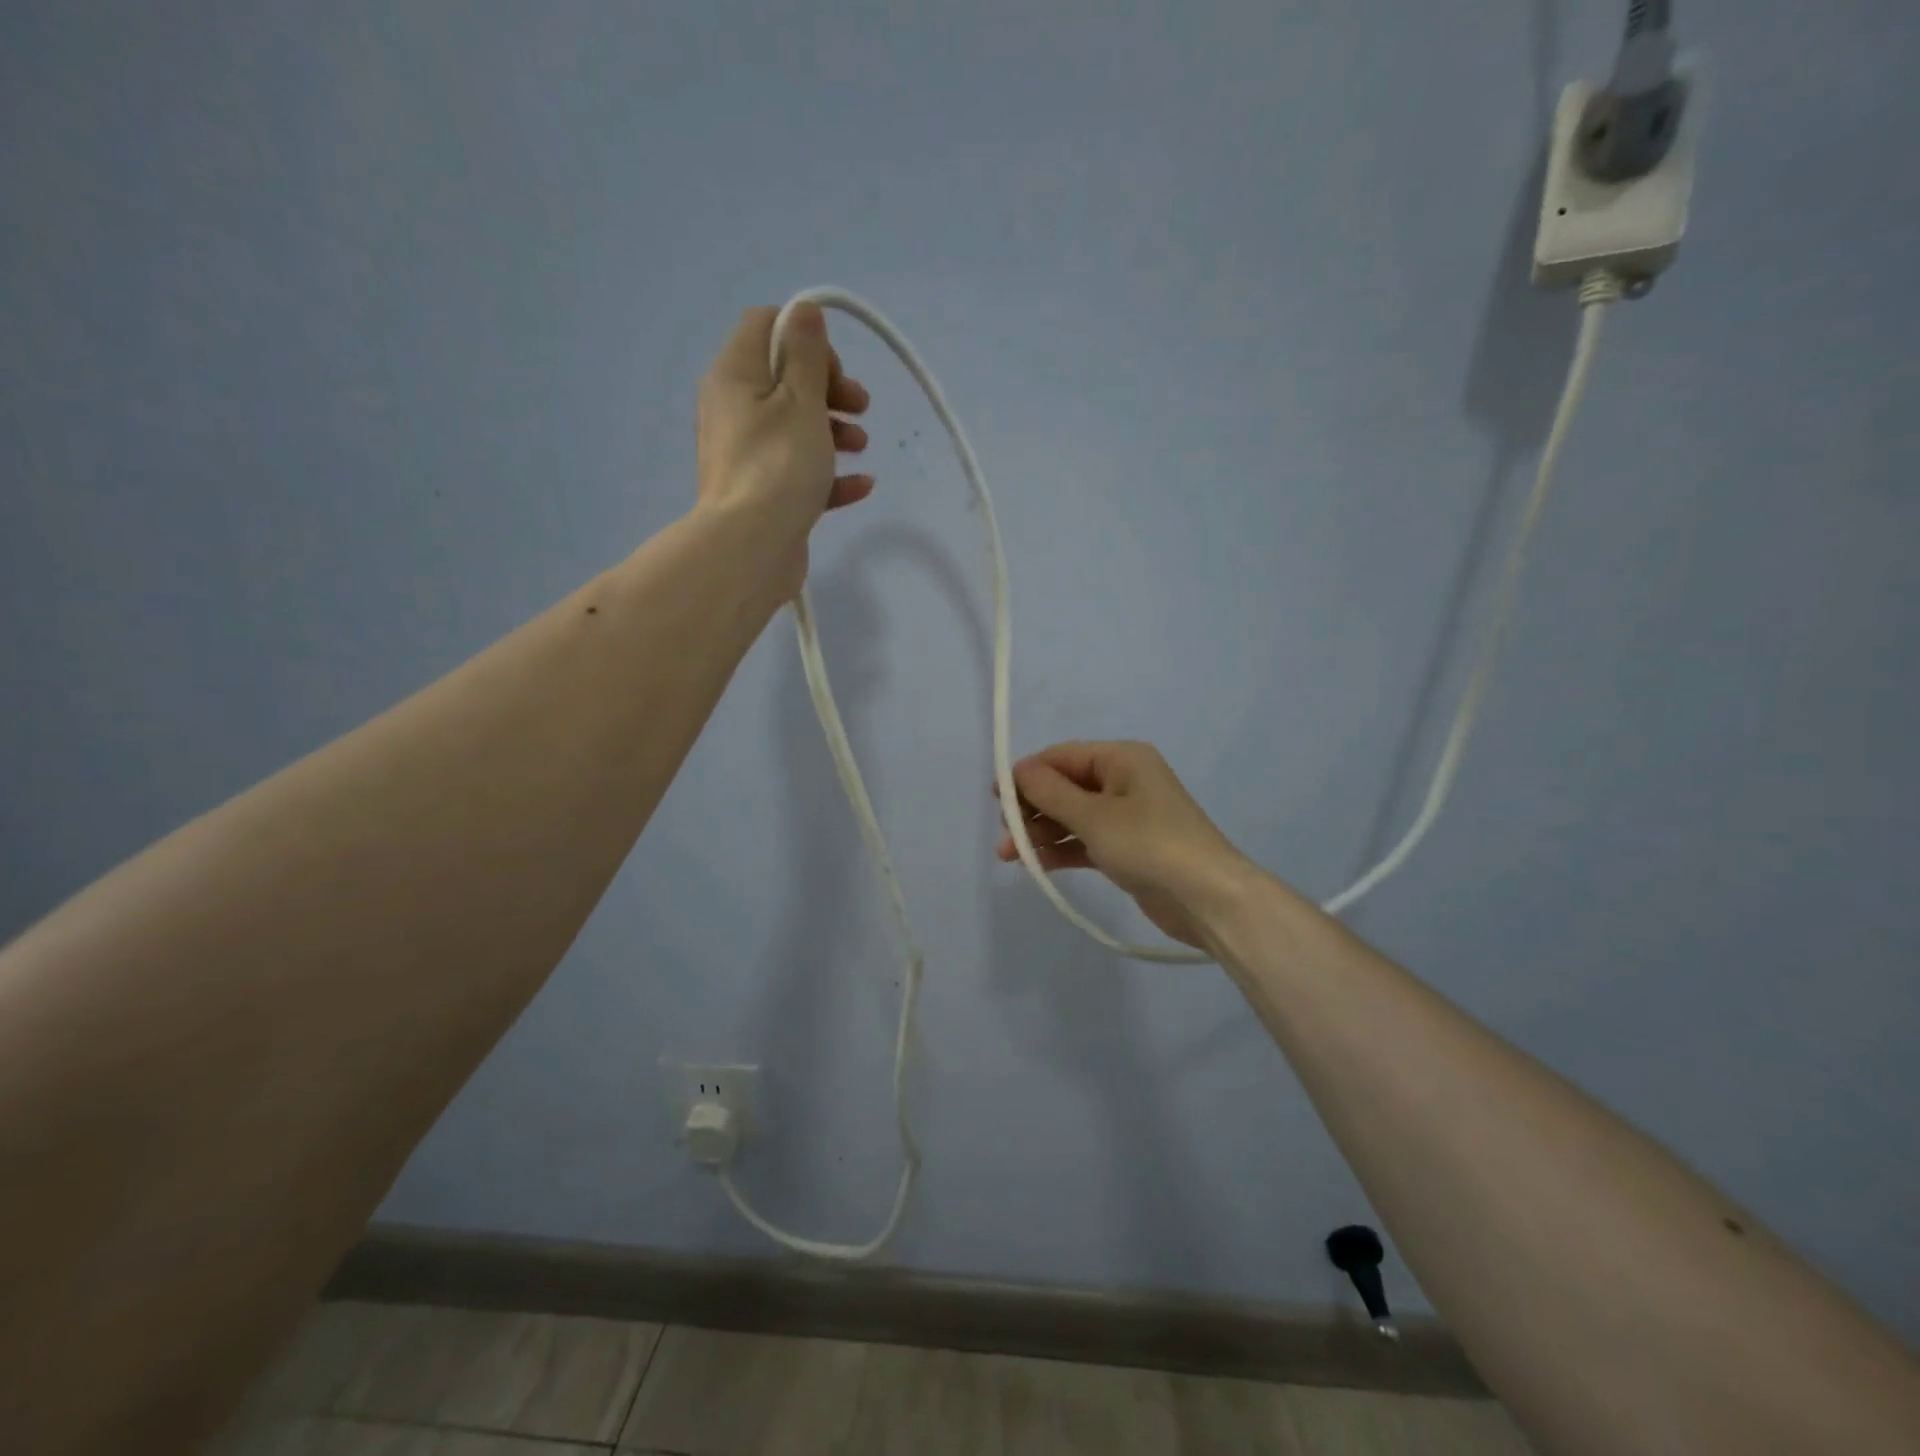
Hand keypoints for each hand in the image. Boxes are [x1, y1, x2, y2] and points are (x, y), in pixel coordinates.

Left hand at [696, 304, 873, 591]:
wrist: (750, 548)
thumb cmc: (779, 465)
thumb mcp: (800, 399)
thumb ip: (806, 353)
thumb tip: (805, 310)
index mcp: (735, 376)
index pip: (766, 326)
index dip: (807, 340)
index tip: (836, 370)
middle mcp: (733, 409)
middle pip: (785, 378)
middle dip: (830, 388)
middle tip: (860, 407)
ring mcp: (747, 454)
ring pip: (795, 427)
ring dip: (834, 430)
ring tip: (862, 446)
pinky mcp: (762, 493)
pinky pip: (798, 471)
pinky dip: (828, 473)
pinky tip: (862, 485)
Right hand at [994, 741, 1254, 947]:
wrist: (1208, 898)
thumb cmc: (1149, 844)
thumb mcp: (1093, 816)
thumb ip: (1050, 792)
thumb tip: (1017, 770)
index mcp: (1121, 759)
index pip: (1062, 757)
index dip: (1026, 774)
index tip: (996, 798)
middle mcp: (1124, 781)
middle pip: (1065, 786)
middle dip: (1031, 808)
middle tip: (1005, 834)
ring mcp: (1127, 816)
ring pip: (1072, 816)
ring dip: (1041, 833)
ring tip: (1010, 856)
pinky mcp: (1127, 849)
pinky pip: (1085, 841)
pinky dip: (1061, 849)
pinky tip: (1036, 864)